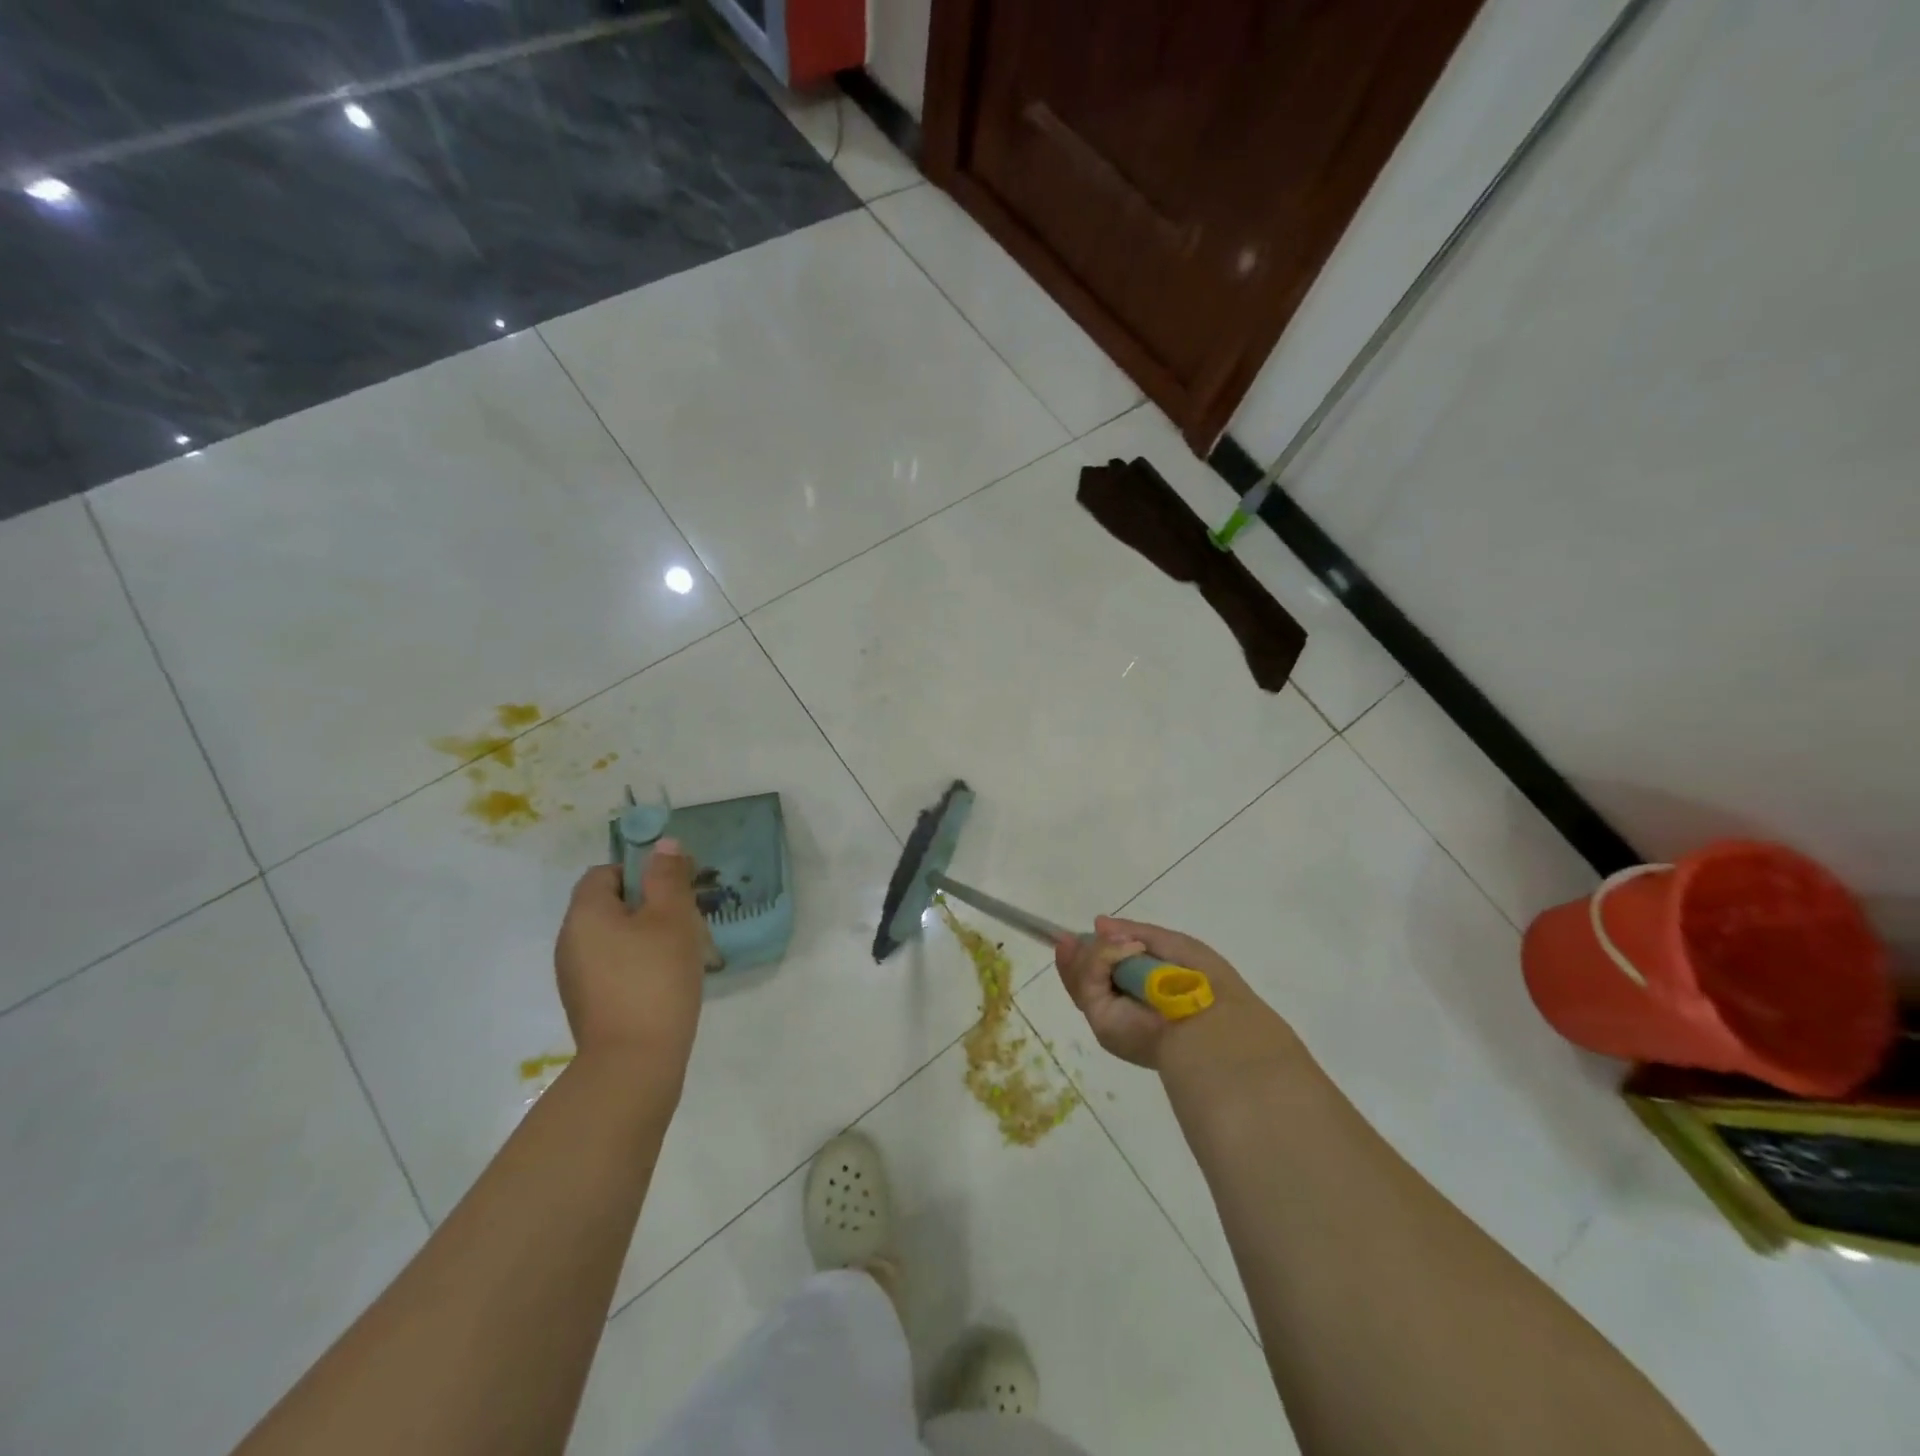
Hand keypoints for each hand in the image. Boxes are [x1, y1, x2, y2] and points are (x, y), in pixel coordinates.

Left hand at [555, 841, 707, 1094]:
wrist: (634, 1063)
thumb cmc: (655, 978)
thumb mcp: (672, 917)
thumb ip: (668, 876)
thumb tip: (663, 845)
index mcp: (585, 914)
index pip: (605, 873)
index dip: (640, 871)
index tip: (674, 887)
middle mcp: (570, 941)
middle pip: (609, 904)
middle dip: (649, 904)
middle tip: (686, 918)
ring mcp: (575, 976)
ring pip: (614, 937)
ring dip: (646, 935)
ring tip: (682, 951)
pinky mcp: (588, 1004)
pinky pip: (613, 966)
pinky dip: (638, 964)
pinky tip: (666, 981)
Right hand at [1054, 916, 1294, 1075]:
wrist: (1211, 1023)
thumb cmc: (1201, 983)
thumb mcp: (1175, 946)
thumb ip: (1137, 932)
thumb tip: (1098, 923)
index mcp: (1142, 990)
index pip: (1106, 968)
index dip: (1094, 948)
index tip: (1089, 930)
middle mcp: (1122, 1004)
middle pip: (1084, 975)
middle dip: (1077, 953)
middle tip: (1071, 938)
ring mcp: (1110, 1014)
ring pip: (1080, 978)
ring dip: (1091, 954)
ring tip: (1116, 943)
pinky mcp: (1101, 1022)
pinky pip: (1088, 983)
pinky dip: (1100, 959)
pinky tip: (1128, 950)